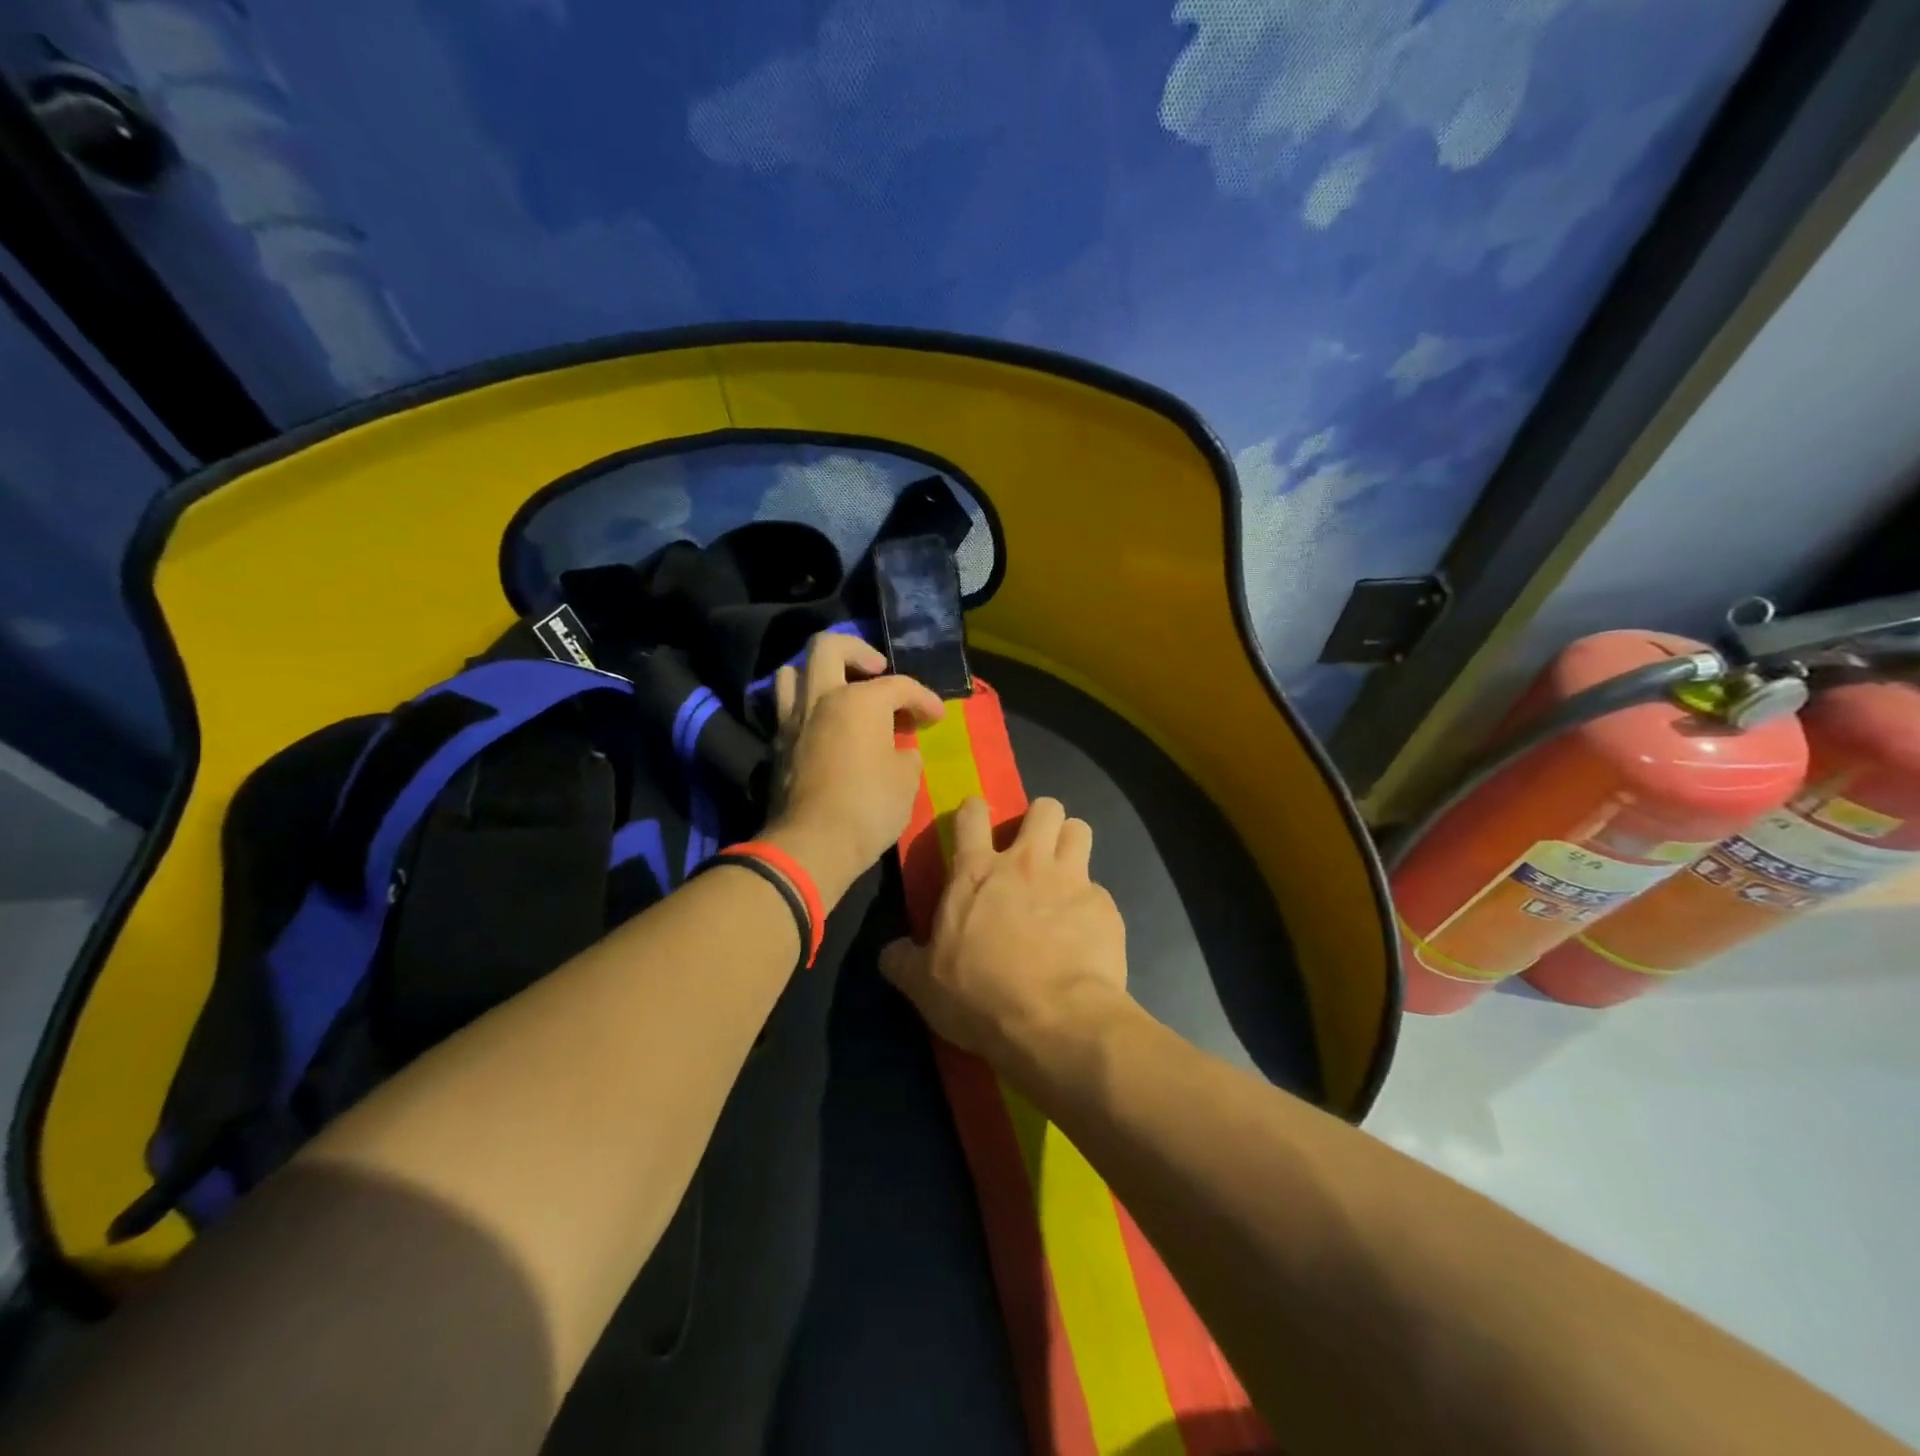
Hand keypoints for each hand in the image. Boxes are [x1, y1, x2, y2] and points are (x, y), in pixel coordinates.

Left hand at [764, 631, 944, 908]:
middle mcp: (822, 698)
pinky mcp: (777, 745)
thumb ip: (905, 753)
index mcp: (859, 700)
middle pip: (829, 646)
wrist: (812, 845)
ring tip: (840, 691)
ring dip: (818, 672)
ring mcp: (793, 719)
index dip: (924, 698)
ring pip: (794, 670)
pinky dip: (804, 705)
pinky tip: (825, 725)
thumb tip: (899, 749)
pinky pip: (785, 707)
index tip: (937, 716)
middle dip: (858, 651)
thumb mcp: (906, 780)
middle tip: (878, 672)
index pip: (899, 686)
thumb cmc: (869, 808)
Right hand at [880, 795, 1129, 1067]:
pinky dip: (1090, 905)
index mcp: (976, 873)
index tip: (976, 821)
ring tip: (1064, 873)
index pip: (972, 814)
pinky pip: (1099, 890)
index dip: (974, 810)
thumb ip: (904, 960)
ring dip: (1070, 844)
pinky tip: (1085, 933)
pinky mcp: (1104, 907)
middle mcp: (1025, 863)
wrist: (1055, 1021)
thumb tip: (890, 952)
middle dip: (1040, 821)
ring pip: (1078, 830)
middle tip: (1033, 851)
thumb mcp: (924, 986)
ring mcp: (1070, 880)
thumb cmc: (980, 996)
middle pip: (1044, 808)